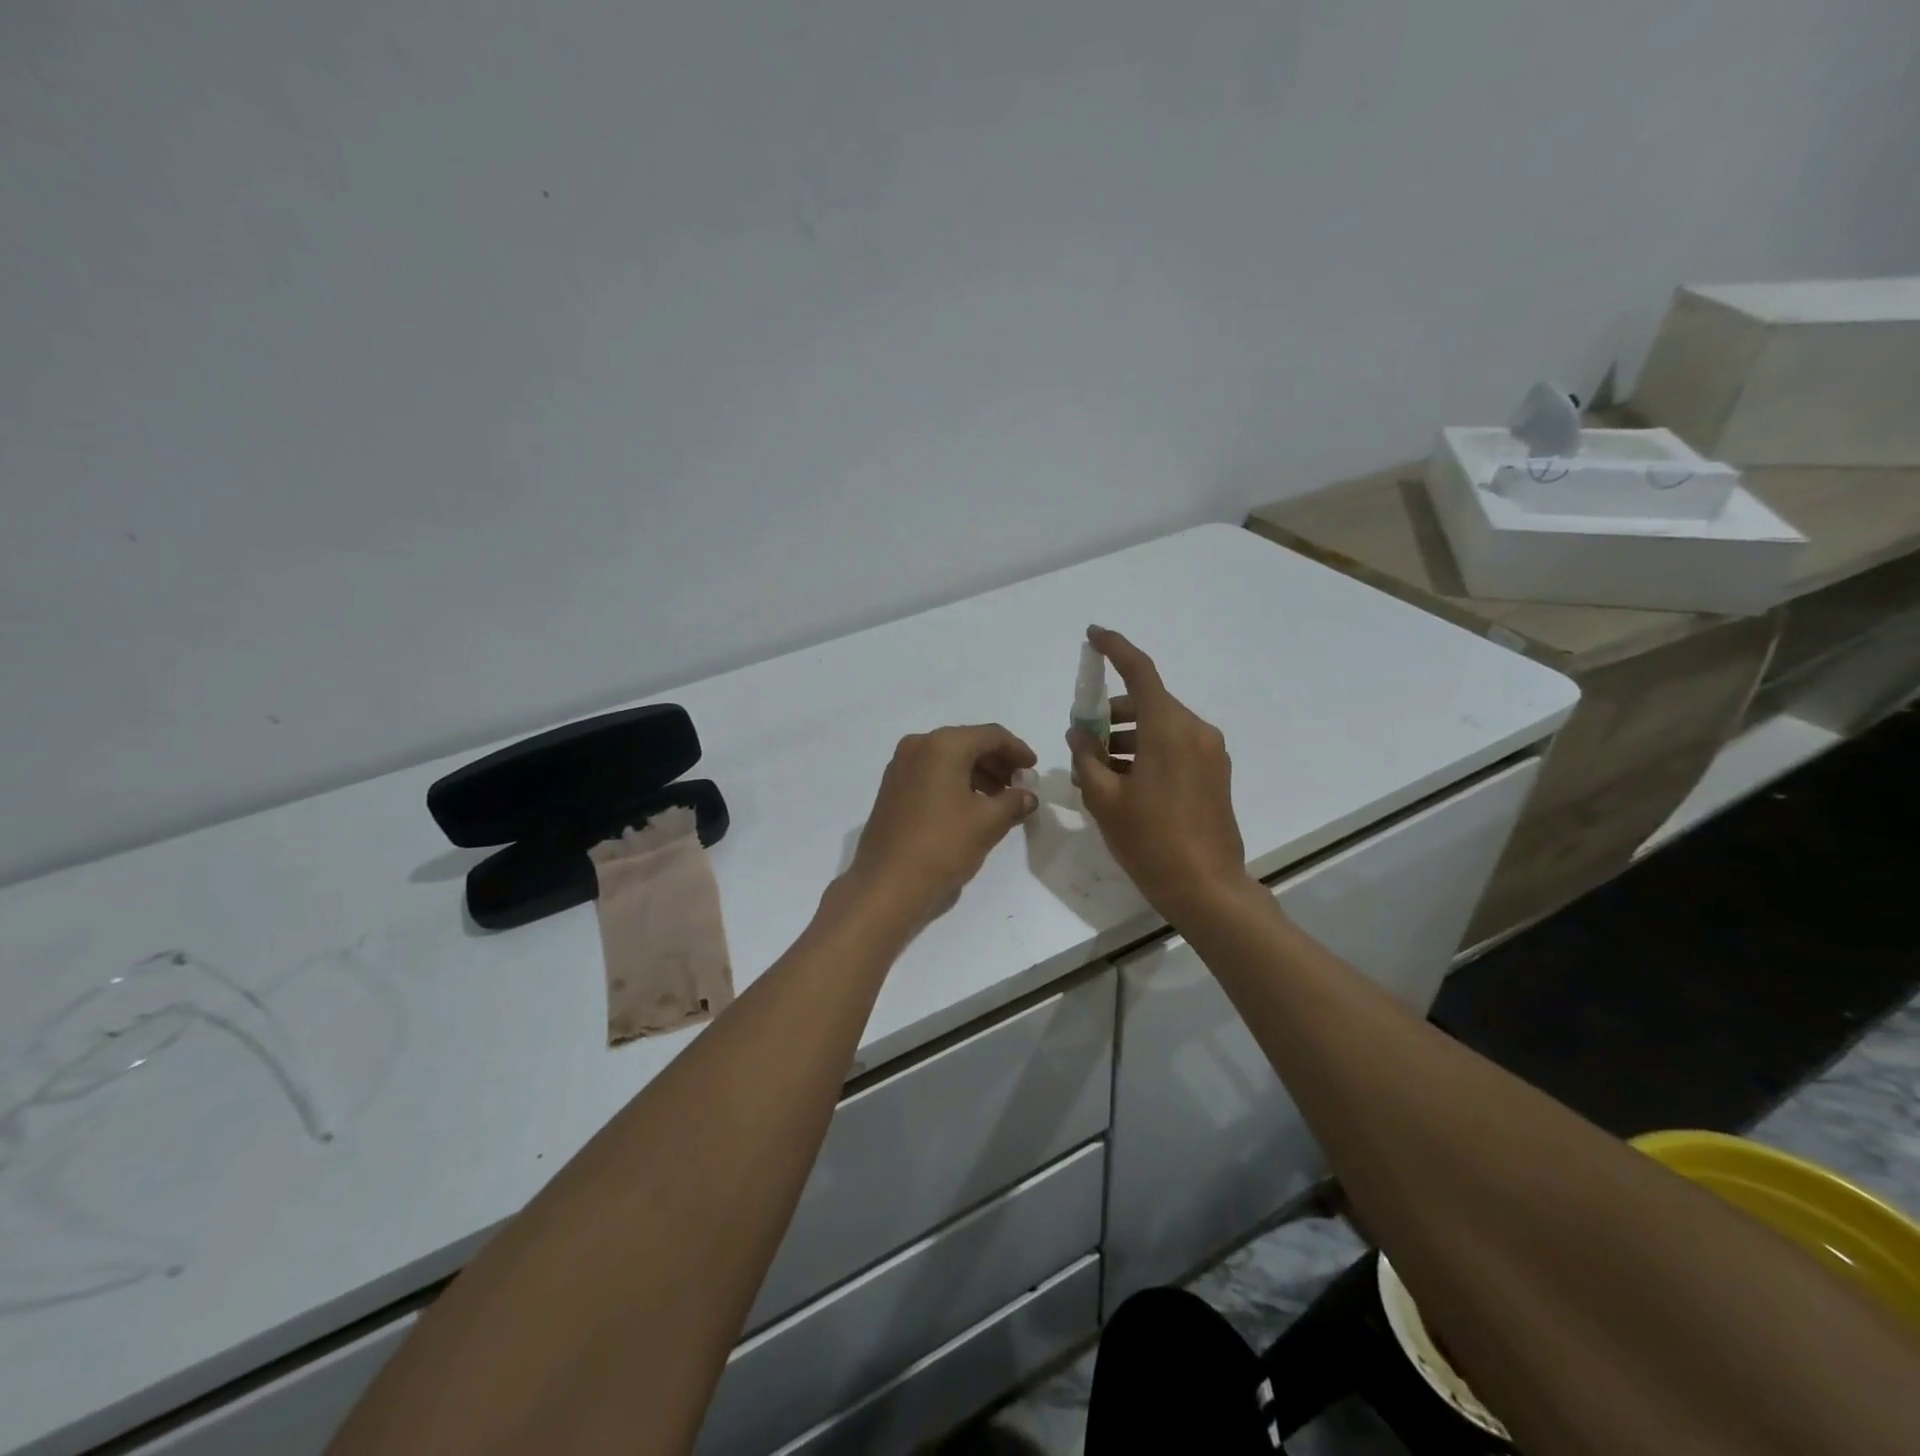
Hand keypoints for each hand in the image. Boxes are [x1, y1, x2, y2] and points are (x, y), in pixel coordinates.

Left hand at [843, 724, 1038, 923]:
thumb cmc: (943, 845)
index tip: (1033, 769)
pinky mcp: (892, 789)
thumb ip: (1014, 802)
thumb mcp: (988, 822)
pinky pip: (932, 774)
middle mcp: (918, 746)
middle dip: (997, 763)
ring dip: (977, 775)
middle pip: (968, 744)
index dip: (1017, 750)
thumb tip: (1028, 796)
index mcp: (942, 745)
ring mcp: (900, 767)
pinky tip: (971, 807)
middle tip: (1019, 786)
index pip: (990, 735)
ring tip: (999, 801)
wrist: (887, 884)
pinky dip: (955, 783)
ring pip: (949, 760)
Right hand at [1067, 627, 1252, 922]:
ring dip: (1129, 735)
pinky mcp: (1216, 772)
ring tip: (1100, 768)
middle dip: (1112, 712)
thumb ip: (1087, 758)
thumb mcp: (1104, 799)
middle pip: (1148, 701)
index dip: (1115, 648)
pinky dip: (1148, 750)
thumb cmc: (1150, 840)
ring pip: (1161, 725)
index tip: (1093, 635)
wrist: (1206, 887)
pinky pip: (1176, 745)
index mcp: (1168, 729)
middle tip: (1084, 739)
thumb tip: (1080, 734)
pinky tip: (1127, 781)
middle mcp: (1195, 730)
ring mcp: (1211, 752)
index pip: (1140, 671)